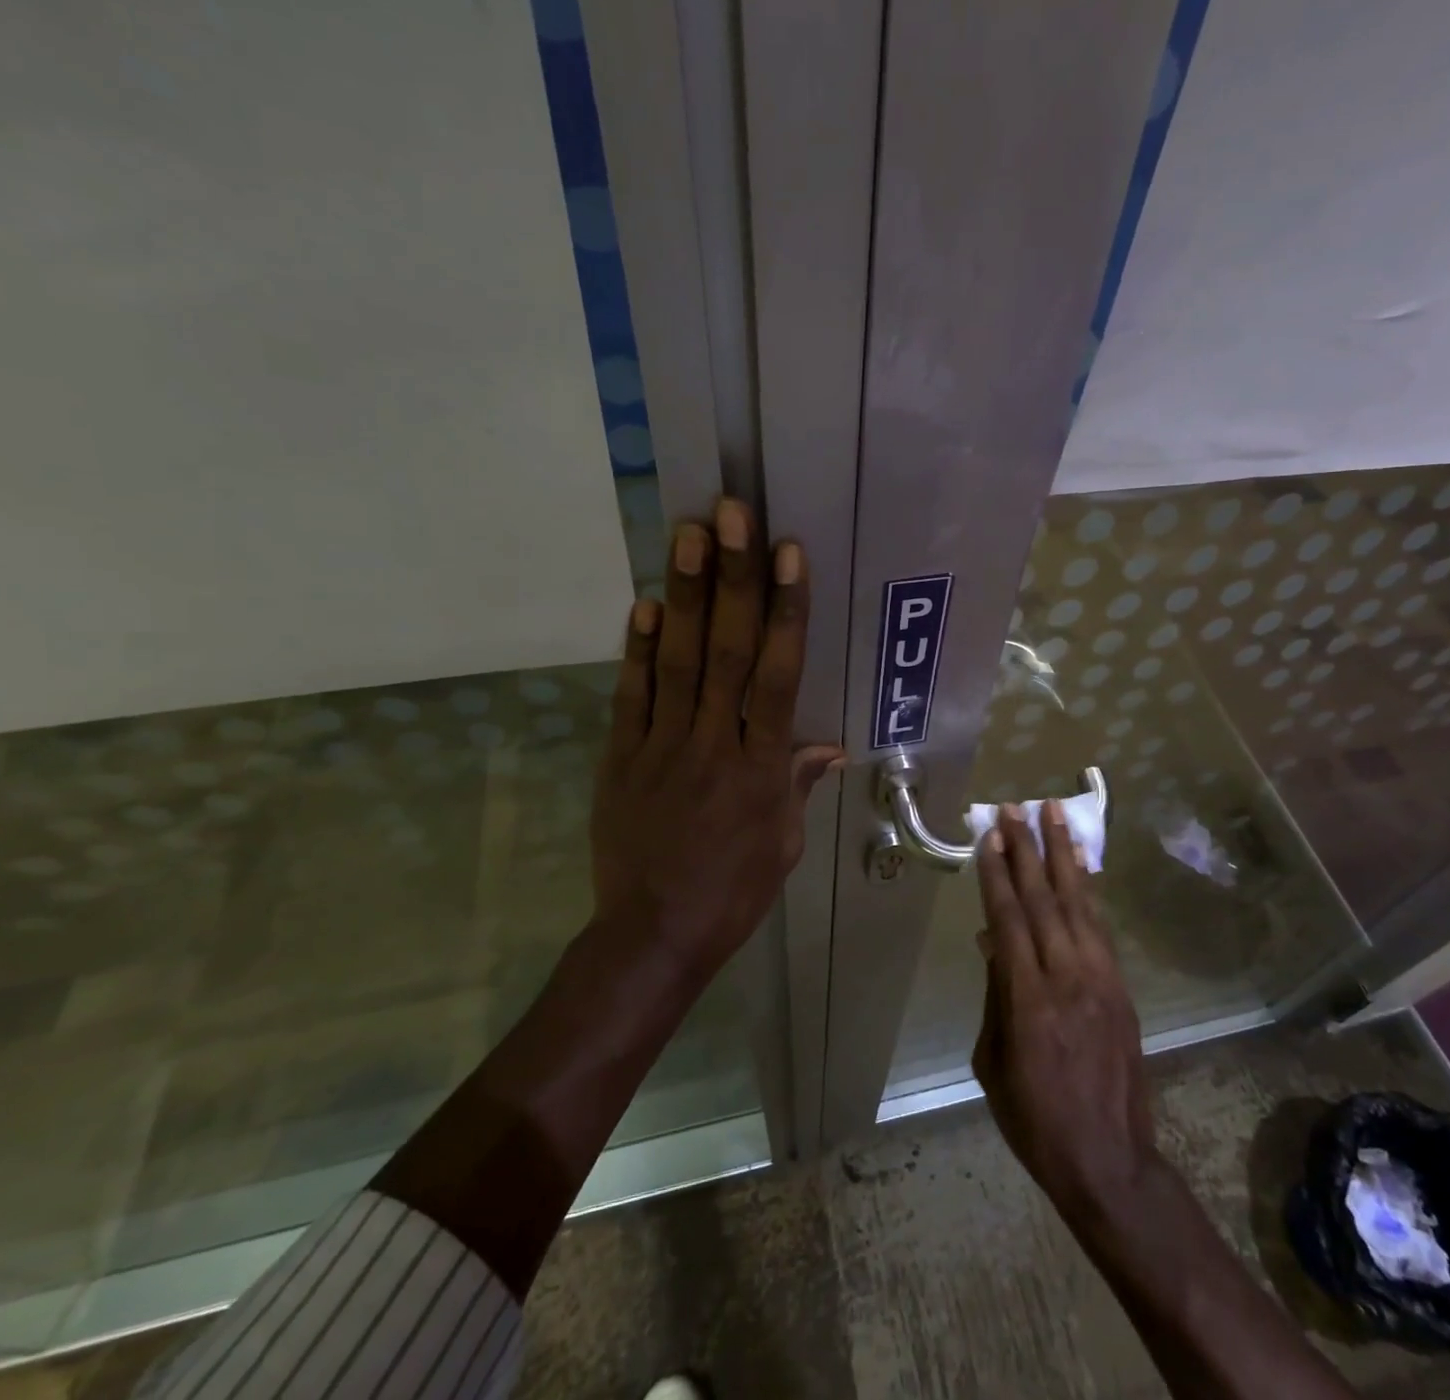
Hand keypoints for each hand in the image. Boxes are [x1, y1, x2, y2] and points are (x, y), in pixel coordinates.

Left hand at [591, 499, 842, 966]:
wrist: (653, 934)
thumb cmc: (733, 891)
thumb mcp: (784, 843)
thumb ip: (799, 783)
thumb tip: (829, 744)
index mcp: (761, 767)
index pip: (779, 675)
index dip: (786, 611)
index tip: (788, 556)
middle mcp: (714, 744)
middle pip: (728, 652)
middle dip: (733, 580)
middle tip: (732, 515)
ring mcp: (662, 747)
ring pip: (678, 661)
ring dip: (684, 594)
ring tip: (688, 534)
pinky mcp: (621, 758)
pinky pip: (631, 697)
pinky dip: (637, 650)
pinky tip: (644, 604)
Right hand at [972, 802, 1158, 1217]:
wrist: (1109, 1160)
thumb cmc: (1035, 1118)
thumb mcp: (993, 1061)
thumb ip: (995, 995)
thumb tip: (992, 942)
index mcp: (1028, 998)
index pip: (1009, 919)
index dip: (997, 875)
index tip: (990, 838)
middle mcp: (1067, 977)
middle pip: (1043, 899)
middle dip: (1027, 850)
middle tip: (1016, 809)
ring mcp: (1101, 978)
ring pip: (1078, 903)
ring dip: (1064, 855)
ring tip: (1054, 814)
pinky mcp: (1122, 987)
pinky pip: (1101, 927)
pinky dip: (1089, 890)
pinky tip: (1082, 866)